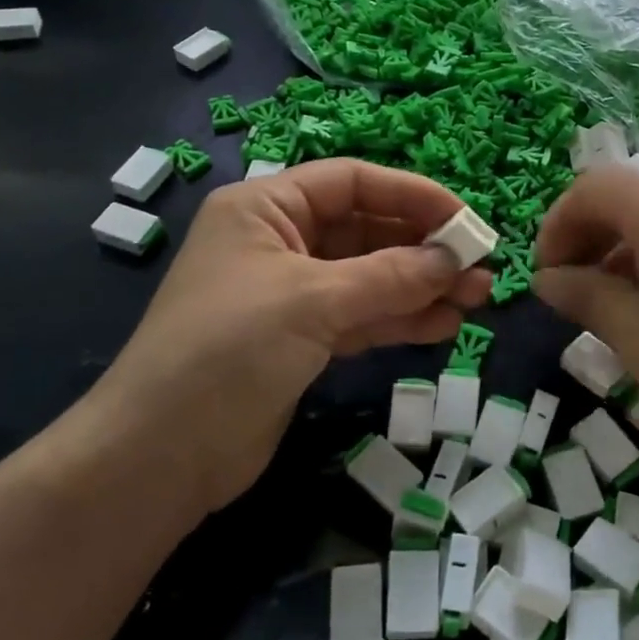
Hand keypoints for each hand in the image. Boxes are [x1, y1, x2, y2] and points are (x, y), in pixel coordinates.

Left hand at [99, 159, 492, 513]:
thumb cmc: (227, 351)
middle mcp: (280, 241)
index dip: (412, 195)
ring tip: (475, 300)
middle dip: (424, 248)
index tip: (465, 221)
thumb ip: (390, 276)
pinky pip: (362, 316)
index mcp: (266, 208)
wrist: (158, 457)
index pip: (352, 182)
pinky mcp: (301, 340)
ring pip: (370, 276)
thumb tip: (454, 259)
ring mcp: (292, 293)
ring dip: (421, 286)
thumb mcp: (312, 301)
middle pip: (367, 230)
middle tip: (480, 269)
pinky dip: (400, 319)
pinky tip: (443, 327)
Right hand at [532, 167, 638, 465]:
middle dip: (585, 234)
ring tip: (602, 303)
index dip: (559, 222)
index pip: (596, 187)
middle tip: (566, 288)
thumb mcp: (638, 338)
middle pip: (626, 197)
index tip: (546, 273)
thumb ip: (586, 297)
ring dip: (616, 248)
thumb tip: (546, 279)